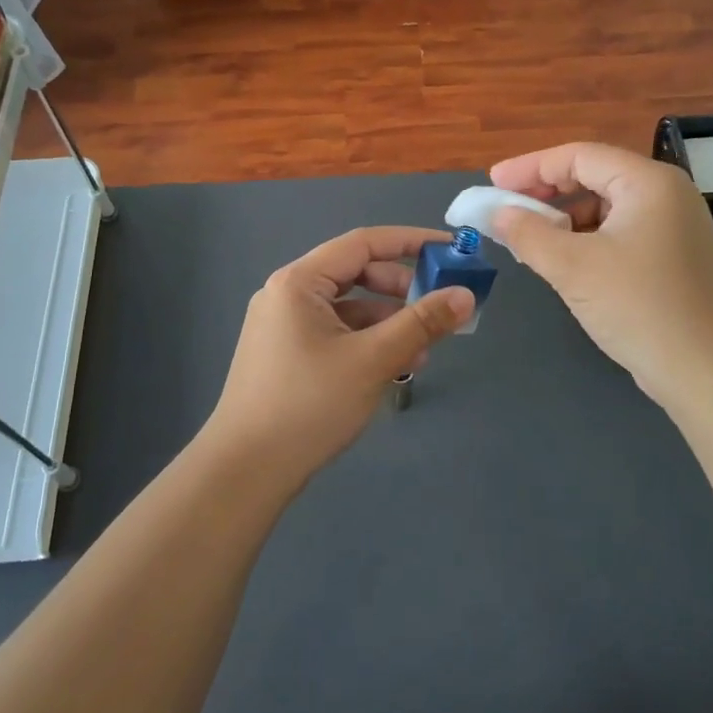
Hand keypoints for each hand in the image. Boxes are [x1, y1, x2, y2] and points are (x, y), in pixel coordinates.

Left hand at [198, 227, 475, 485]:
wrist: (246, 471)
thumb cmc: (309, 405)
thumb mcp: (373, 360)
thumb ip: (421, 324)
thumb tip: (465, 295)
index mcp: (298, 282)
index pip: (363, 243)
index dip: (410, 241)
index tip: (451, 250)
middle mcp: (287, 294)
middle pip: (355, 274)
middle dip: (401, 289)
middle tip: (439, 307)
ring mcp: (283, 326)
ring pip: (348, 308)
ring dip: (388, 321)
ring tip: (423, 350)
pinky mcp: (286, 354)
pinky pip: (336, 333)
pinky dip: (367, 342)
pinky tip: (394, 367)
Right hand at [488, 142, 712, 407]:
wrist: (708, 372)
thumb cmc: (638, 306)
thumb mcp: (572, 267)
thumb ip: (528, 234)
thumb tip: (498, 214)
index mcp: (648, 183)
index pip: (579, 156)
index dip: (531, 166)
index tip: (493, 183)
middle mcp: (666, 195)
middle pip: (594, 176)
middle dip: (546, 191)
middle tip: (506, 208)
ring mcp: (673, 227)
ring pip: (605, 208)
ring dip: (563, 219)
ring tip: (529, 241)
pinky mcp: (672, 257)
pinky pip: (618, 233)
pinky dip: (585, 241)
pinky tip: (563, 263)